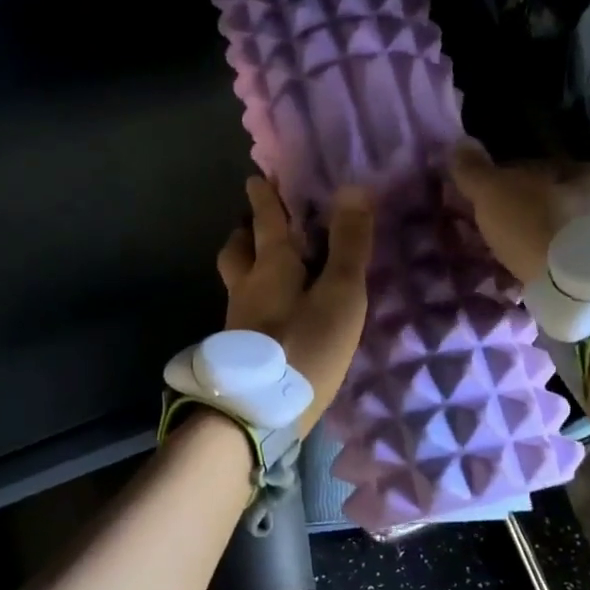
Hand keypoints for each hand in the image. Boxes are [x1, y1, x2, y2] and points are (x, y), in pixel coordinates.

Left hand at [216, 177, 374, 434]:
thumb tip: (353, 188)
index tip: (257, 177)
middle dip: (247, 231)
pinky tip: (271, 312)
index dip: (265, 197)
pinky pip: (244, 308)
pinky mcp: (240, 349)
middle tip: (257, 224)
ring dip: (246, 264)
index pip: (266, 220)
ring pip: (237, 280)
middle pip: (238, 250)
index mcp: (270, 266)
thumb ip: (348, 245)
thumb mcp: (339, 294)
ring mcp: (237, 320)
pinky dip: (254, 297)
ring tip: (265, 265)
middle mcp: (247, 287)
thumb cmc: (306, 346)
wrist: (259, 413)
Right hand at [448, 138, 589, 285]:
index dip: (502, 180)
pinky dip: (533, 271)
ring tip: (493, 261)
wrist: (579, 288)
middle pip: (545, 205)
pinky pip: (555, 268)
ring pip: (550, 238)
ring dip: (523, 246)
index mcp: (589, 173)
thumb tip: (459, 145)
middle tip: (481, 233)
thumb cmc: (540, 224)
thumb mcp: (496, 191)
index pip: (537, 169)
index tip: (476, 198)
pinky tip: (512, 281)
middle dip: (513, 217)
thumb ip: (475, 170)